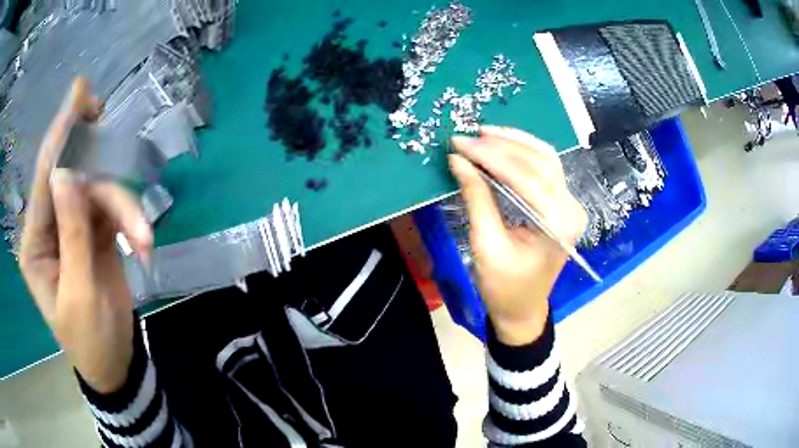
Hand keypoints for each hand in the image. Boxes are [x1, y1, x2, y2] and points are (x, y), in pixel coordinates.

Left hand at [19, 78, 153, 393]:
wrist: (115, 360)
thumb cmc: (91, 340)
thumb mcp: (79, 296)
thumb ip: (71, 235)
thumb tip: (67, 173)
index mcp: (35, 244)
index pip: (44, 180)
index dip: (59, 135)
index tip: (78, 92)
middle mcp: (50, 226)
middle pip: (72, 175)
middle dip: (92, 157)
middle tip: (105, 117)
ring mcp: (74, 225)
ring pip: (99, 191)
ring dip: (125, 208)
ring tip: (145, 239)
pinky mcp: (96, 230)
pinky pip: (114, 207)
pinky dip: (132, 219)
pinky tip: (145, 242)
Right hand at [449, 126, 586, 345]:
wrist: (523, 309)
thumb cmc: (504, 287)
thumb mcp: (486, 245)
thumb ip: (476, 198)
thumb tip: (459, 160)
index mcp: (558, 224)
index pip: (525, 177)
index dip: (490, 156)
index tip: (460, 143)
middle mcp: (571, 208)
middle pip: (539, 162)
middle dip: (500, 145)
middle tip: (466, 137)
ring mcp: (570, 204)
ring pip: (545, 158)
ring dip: (514, 142)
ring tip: (483, 134)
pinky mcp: (562, 204)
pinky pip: (546, 168)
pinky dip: (523, 153)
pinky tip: (502, 145)